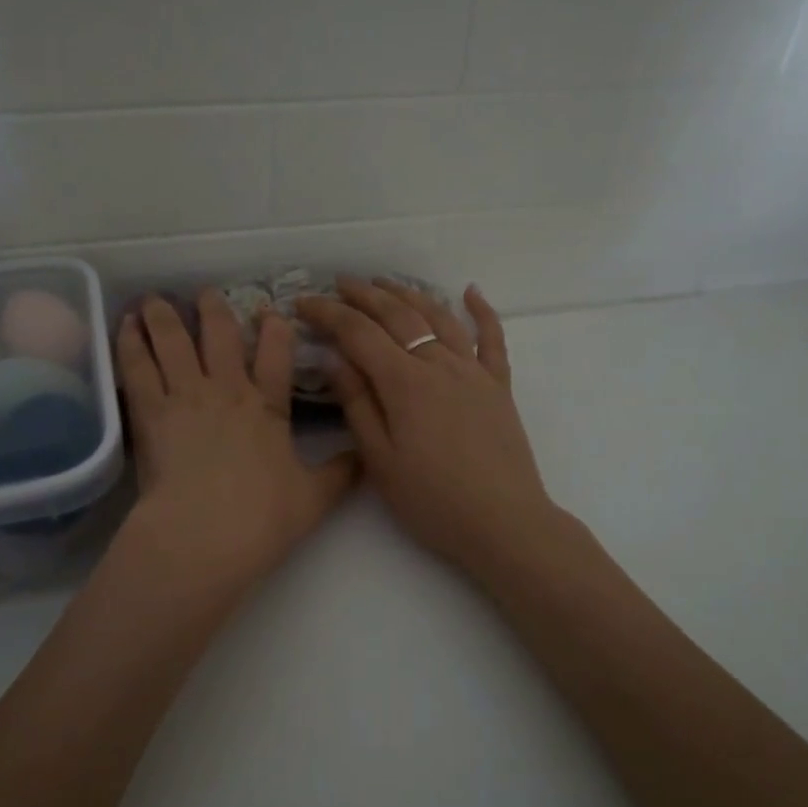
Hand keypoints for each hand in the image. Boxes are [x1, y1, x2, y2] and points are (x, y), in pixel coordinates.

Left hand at [114, 290, 357, 605]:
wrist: (205, 535)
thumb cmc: (262, 519)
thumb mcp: (315, 498)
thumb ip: (341, 473)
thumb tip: (368, 457)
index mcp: (268, 407)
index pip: (277, 356)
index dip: (276, 330)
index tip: (272, 311)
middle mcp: (228, 390)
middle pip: (221, 336)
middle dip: (214, 310)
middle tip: (206, 293)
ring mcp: (187, 396)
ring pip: (174, 342)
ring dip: (165, 316)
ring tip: (154, 299)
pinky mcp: (151, 412)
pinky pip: (139, 367)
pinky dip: (131, 343)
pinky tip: (125, 325)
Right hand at [296, 278, 561, 582]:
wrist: (504, 523)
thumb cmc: (433, 500)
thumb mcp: (381, 460)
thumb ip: (358, 404)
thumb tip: (335, 358)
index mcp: (405, 383)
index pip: (359, 333)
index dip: (328, 313)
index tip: (303, 302)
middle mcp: (439, 364)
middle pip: (398, 315)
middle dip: (364, 295)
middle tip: (339, 284)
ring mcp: (474, 371)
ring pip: (438, 317)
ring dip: (409, 294)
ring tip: (386, 283)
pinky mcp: (498, 386)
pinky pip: (492, 338)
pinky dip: (482, 311)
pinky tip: (471, 292)